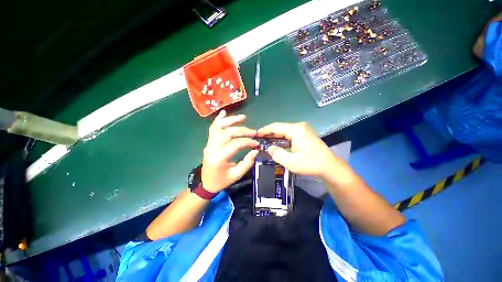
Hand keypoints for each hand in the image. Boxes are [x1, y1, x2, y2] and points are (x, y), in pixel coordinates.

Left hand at [201, 110, 258, 192]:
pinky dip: (219, 119)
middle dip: (243, 130)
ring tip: (243, 117)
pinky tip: (224, 113)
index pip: (235, 144)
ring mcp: (208, 143)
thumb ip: (247, 162)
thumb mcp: (237, 175)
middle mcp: (212, 148)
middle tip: (254, 132)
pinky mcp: (209, 142)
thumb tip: (256, 150)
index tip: (256, 143)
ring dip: (231, 120)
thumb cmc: (222, 180)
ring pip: (219, 127)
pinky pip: (213, 128)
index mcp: (219, 158)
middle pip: (228, 133)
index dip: (247, 141)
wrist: (206, 183)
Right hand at [257, 122, 339, 177]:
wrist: (329, 166)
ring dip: (274, 135)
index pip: (276, 127)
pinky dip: (281, 137)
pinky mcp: (304, 133)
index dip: (264, 130)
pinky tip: (275, 142)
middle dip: (268, 133)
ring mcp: (302, 129)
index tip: (255, 134)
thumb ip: (277, 154)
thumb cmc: (310, 164)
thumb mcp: (291, 162)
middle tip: (258, 139)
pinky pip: (289, 133)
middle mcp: (299, 126)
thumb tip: (268, 148)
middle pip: (279, 127)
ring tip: (264, 140)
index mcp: (296, 130)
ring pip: (284, 130)